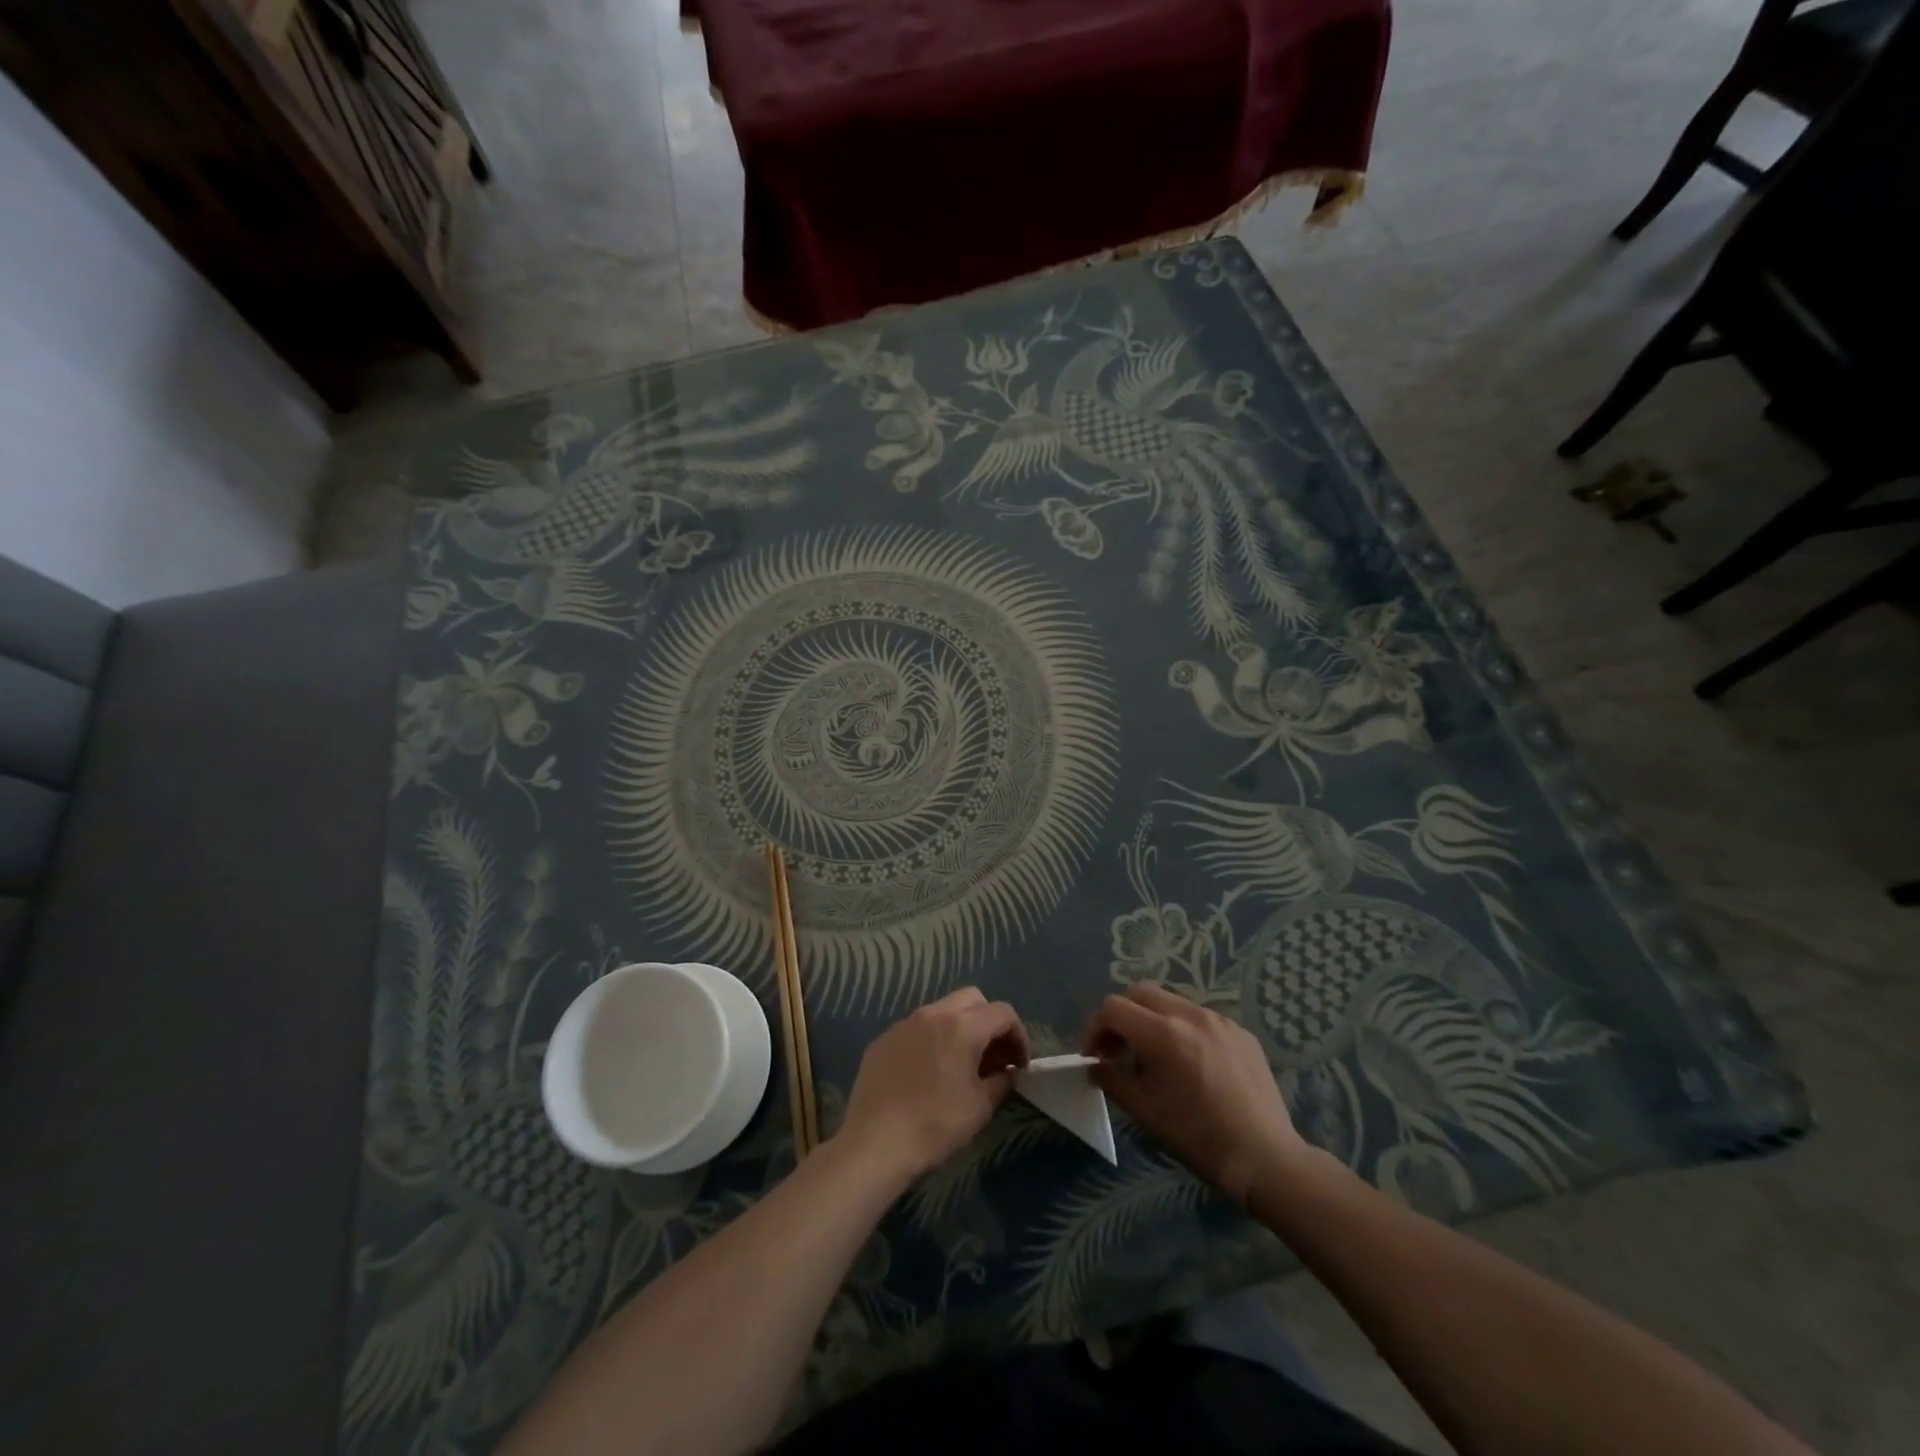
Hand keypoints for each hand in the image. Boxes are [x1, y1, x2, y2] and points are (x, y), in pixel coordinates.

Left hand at [838, 988, 1029, 1182]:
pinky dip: (932, 1040)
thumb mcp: (980, 1107)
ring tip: (961, 1064)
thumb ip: (1001, 1081)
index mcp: (962, 1026)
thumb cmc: (935, 1125)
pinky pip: (916, 1028)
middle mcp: (933, 1013)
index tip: (1020, 1065)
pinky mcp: (883, 1039)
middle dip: (989, 1022)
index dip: (1018, 1036)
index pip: (1003, 1013)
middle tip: (994, 1056)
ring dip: (960, 1028)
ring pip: (942, 1010)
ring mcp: (904, 1023)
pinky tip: (928, 1073)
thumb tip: (1007, 1072)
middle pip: (972, 999)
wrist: (875, 1143)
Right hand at [1083, 983, 1310, 1205]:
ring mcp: (1220, 1020)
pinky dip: (1183, 1030)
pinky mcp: (1241, 1032)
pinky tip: (1191, 1064)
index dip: (1096, 1028)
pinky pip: (1201, 1018)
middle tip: (1118, 1049)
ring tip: (1155, 1057)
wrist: (1266, 1158)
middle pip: (1141, 993)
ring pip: (1172, 1002)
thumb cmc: (1198, 1137)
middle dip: (1122, 1016)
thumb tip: (1095, 1066)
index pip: (1114, 1008)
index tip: (1095, 1055)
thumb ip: (1112, 1080)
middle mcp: (1191, 1015)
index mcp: (1164, 1033)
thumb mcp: (1145, 1111)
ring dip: (1152, 1020)